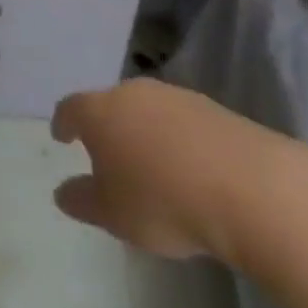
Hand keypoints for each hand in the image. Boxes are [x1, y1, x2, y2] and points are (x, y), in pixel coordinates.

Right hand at [51, 77, 283, 259]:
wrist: (246, 186)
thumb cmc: (163, 201)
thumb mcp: (113, 215)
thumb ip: (83, 201)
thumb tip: (63, 191)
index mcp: (101, 112)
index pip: (72, 109)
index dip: (64, 123)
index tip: (61, 136)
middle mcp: (133, 92)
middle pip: (110, 105)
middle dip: (106, 127)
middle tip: (107, 156)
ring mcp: (174, 96)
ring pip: (146, 110)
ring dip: (142, 132)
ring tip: (149, 166)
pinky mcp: (210, 107)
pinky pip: (179, 120)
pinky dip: (174, 138)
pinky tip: (186, 168)